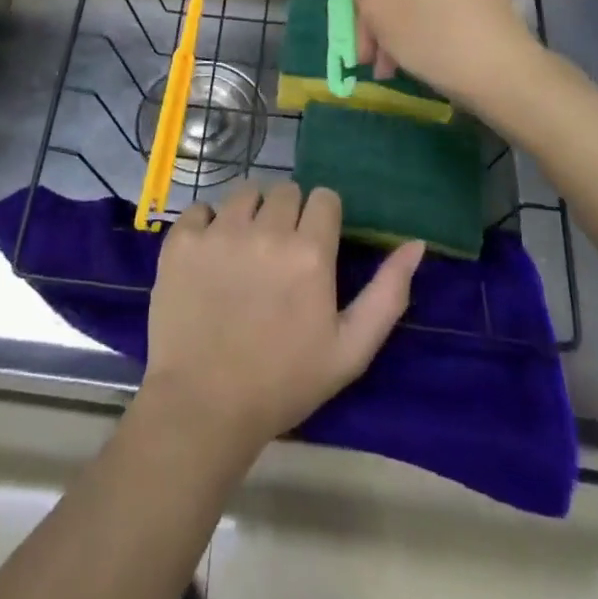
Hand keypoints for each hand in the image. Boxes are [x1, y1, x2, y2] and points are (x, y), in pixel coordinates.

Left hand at [141, 184, 422, 457]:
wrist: (203, 408)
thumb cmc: (284, 383)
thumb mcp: (351, 349)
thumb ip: (388, 293)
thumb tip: (415, 244)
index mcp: (310, 252)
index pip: (324, 197)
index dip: (322, 219)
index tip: (314, 246)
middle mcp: (266, 230)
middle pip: (286, 190)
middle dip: (288, 214)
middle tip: (279, 254)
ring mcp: (220, 231)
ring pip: (245, 193)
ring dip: (250, 214)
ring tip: (244, 252)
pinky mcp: (182, 240)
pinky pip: (200, 209)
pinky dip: (206, 225)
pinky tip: (209, 257)